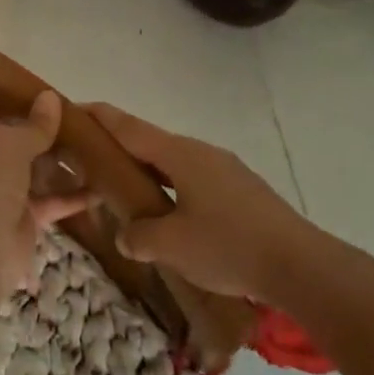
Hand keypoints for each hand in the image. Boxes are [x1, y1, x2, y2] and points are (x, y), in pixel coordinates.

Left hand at [0, 71, 86, 295]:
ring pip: (25, 164)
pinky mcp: (20, 216)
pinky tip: (99, 184)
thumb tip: (50, 99)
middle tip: (39, 94)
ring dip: (49, 153)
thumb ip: (33, 124)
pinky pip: (49, 199)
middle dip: (12, 116)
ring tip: (78, 131)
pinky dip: (71, 195)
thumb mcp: (8, 145)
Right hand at [83, 103, 318, 304]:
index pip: (128, 127)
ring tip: (126, 195)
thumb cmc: (228, 246)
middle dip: (119, 150)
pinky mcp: (241, 191)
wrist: (300, 265)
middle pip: (150, 143)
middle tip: (90, 164)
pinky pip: (193, 181)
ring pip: (174, 164)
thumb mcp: (172, 245)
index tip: (72, 109)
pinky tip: (170, 217)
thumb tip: (127, 233)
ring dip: (147, 174)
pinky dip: (171, 190)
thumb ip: (138, 235)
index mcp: (180, 154)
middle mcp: (201, 153)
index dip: (98, 117)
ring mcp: (225, 170)